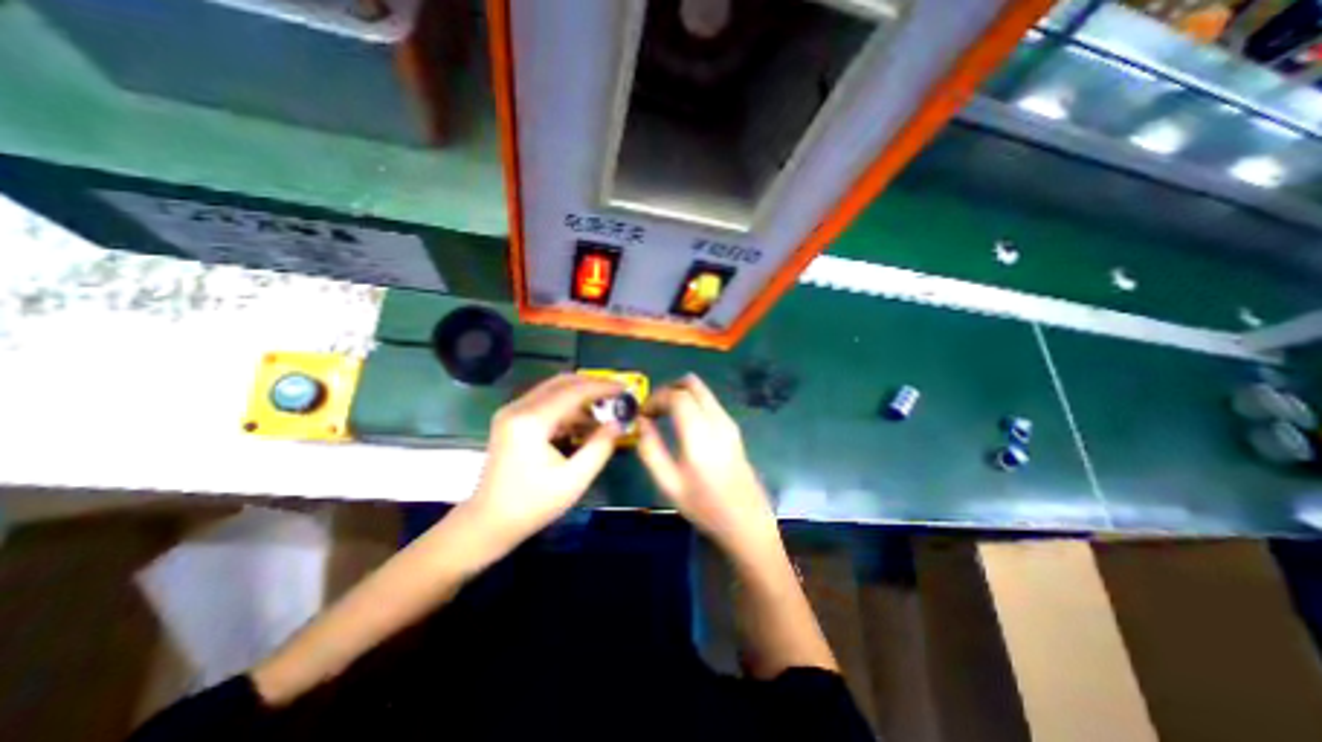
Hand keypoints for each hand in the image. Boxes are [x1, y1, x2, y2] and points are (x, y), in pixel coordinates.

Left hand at [465, 373, 625, 547]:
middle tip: (616, 395)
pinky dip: (568, 407)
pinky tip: (584, 422)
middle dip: (592, 385)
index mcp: (531, 421)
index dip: (602, 387)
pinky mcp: (513, 419)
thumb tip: (619, 423)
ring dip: (581, 397)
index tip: (625, 388)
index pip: (573, 391)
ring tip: (605, 411)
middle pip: (562, 382)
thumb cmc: (532, 504)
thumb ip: (600, 447)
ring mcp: (512, 412)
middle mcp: (518, 408)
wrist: (489, 522)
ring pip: (554, 390)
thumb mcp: (574, 480)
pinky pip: (546, 402)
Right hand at [637, 376, 777, 556]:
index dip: (655, 398)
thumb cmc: (704, 506)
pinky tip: (683, 424)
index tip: (643, 414)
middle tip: (654, 409)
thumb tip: (641, 423)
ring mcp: (729, 422)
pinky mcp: (734, 428)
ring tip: (665, 415)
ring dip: (680, 395)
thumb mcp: (669, 484)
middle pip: (692, 384)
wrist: (746, 521)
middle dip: (668, 390)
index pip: (676, 396)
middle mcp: (717, 420)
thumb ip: (650, 449)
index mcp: (700, 433)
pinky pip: (710, 402)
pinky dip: (692, 402)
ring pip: (702, 390)